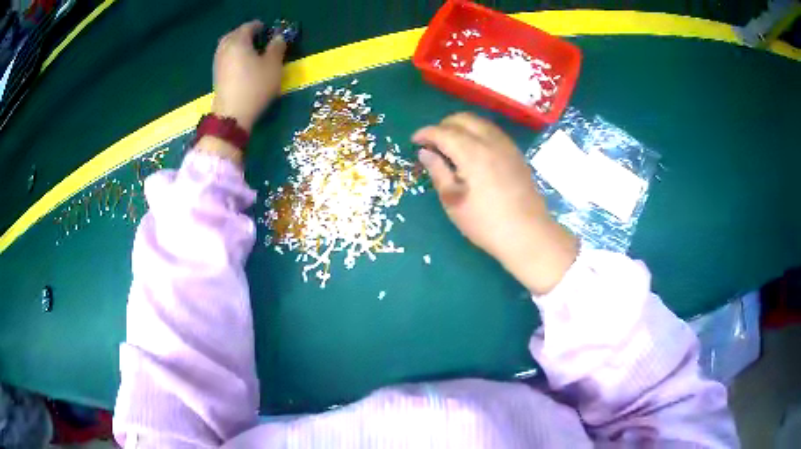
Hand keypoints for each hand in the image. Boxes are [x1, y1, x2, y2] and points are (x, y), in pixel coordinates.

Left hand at [212, 21, 286, 131]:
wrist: (232, 115)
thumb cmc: (255, 87)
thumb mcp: (273, 66)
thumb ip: (277, 48)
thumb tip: (278, 38)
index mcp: (239, 41)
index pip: (248, 26)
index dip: (259, 26)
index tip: (267, 30)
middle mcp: (225, 48)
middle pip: (233, 34)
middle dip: (244, 34)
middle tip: (257, 38)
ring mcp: (218, 62)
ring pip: (227, 46)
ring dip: (237, 45)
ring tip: (250, 51)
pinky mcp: (216, 75)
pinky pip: (224, 57)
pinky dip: (232, 55)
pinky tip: (241, 63)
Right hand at [413, 113, 577, 293]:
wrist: (527, 234)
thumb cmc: (485, 223)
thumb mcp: (453, 201)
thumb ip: (438, 171)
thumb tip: (425, 152)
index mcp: (472, 153)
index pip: (443, 132)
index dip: (426, 133)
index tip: (414, 141)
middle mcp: (490, 141)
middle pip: (462, 119)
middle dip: (443, 125)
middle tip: (432, 143)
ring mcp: (506, 145)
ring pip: (479, 122)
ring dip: (461, 126)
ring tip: (450, 145)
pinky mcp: (516, 153)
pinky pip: (492, 131)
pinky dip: (477, 132)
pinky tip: (473, 150)